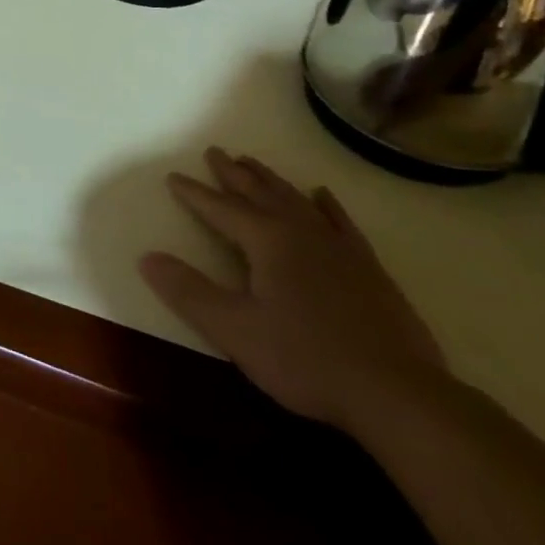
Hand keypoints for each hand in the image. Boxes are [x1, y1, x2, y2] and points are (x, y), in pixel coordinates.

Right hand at [140, 148, 446, 431]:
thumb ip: (189, 292)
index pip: (221, 208)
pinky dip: (326, 205)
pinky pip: (340, 222)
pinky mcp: (368, 268)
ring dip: (270, 180)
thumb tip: (147, 257)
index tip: (174, 176)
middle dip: (233, 173)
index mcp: (267, 241)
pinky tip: (321, 195)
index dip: (194, 193)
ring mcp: (339, 247)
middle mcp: (301, 232)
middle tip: (214, 151)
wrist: (397, 393)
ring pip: (295, 200)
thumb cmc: (307, 359)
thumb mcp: (235, 330)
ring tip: (252, 163)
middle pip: (259, 193)